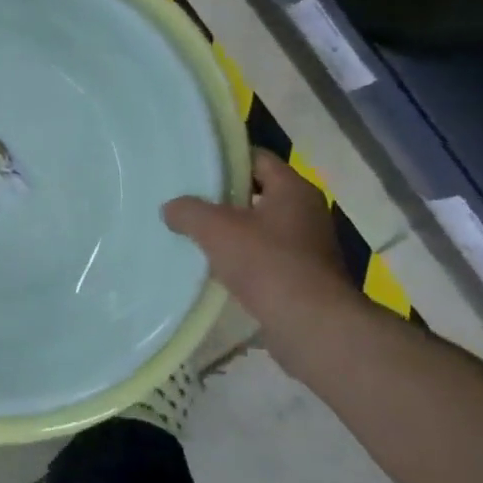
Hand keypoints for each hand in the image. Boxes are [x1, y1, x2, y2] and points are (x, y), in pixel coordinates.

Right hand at [163, 152, 353, 318]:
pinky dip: (243, 258)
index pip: (257, 158)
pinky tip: (216, 268)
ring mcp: (309, 245)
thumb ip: (188, 211)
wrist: (310, 324)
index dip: (225, 160)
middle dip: (224, 198)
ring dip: (232, 231)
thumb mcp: (216, 229)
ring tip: (196, 235)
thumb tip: (171, 208)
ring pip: (261, 227)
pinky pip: (266, 256)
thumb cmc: (267, 263)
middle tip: (188, 202)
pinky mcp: (304, 275)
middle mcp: (306, 211)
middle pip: (258, 193)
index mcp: (293, 189)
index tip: (195, 168)